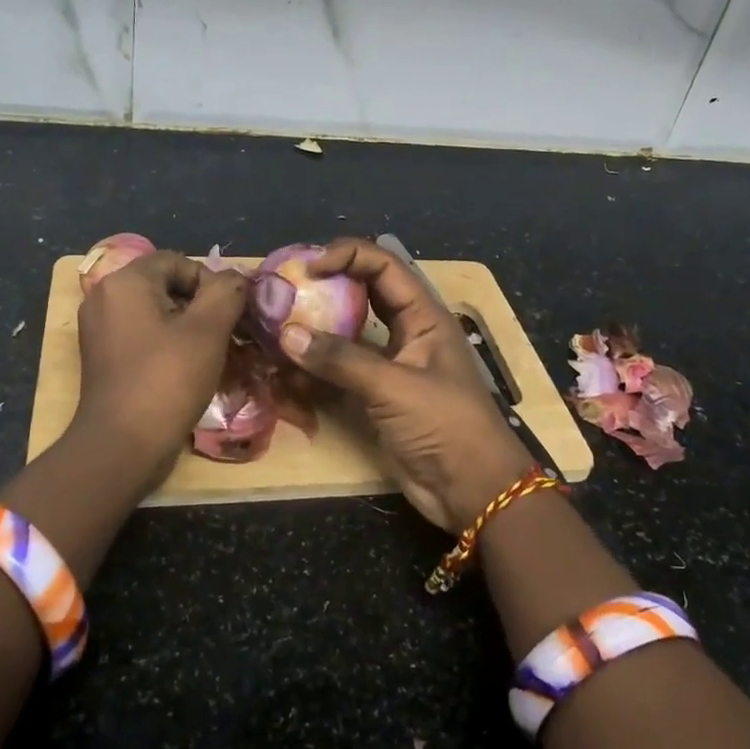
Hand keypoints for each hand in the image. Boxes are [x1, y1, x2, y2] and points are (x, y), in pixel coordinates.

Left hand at [71, 250, 248, 480]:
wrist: (121, 447)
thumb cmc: (166, 381)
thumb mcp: (207, 331)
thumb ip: (227, 292)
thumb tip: (236, 277)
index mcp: (125, 282)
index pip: (178, 261)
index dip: (210, 281)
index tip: (229, 313)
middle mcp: (105, 297)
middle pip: (166, 285)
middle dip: (201, 305)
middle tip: (226, 333)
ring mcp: (100, 329)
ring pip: (156, 312)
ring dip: (188, 327)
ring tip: (213, 353)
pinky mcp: (103, 357)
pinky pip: (143, 335)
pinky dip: (168, 344)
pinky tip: (188, 369)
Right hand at [277, 238, 529, 529]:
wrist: (473, 492)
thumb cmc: (446, 426)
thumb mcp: (395, 387)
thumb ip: (341, 360)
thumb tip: (287, 334)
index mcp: (424, 316)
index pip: (384, 266)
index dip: (347, 256)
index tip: (308, 267)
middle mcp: (406, 332)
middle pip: (363, 293)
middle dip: (327, 286)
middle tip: (285, 287)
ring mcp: (390, 365)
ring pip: (348, 333)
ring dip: (316, 328)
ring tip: (277, 324)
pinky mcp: (376, 397)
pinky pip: (341, 371)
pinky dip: (315, 368)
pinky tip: (286, 369)